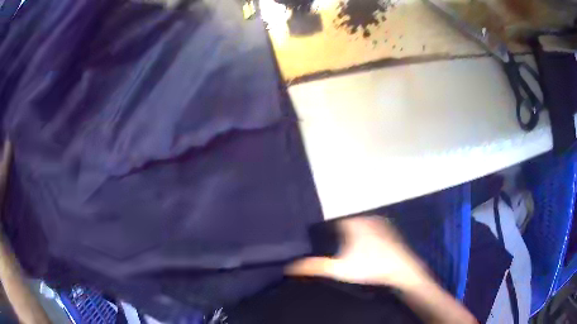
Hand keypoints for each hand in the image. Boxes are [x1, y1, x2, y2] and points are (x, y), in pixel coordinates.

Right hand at [286, 215, 430, 289]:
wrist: (401, 270)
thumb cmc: (370, 267)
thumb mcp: (339, 270)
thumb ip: (314, 267)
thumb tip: (289, 267)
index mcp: (352, 222)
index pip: (331, 220)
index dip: (323, 228)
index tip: (317, 237)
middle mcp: (365, 217)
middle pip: (345, 221)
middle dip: (337, 230)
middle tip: (329, 244)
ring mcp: (379, 223)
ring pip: (359, 224)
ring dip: (351, 232)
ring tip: (344, 246)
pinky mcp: (388, 230)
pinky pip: (371, 228)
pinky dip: (365, 234)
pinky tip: (364, 248)